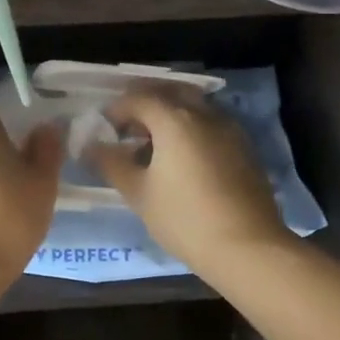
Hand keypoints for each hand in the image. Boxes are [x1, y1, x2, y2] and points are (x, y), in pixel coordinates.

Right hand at [87, 89, 288, 274]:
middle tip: (129, 126)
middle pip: (170, 93)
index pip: (138, 98)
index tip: (104, 128)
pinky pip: (211, 124)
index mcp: (174, 119)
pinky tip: (183, 157)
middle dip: (146, 103)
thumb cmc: (185, 218)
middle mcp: (204, 114)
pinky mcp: (245, 148)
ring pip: (194, 107)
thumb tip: (91, 146)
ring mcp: (229, 129)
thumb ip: (112, 164)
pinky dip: (192, 128)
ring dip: (171, 114)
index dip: (117, 109)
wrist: (248, 247)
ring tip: (154, 142)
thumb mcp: (139, 193)